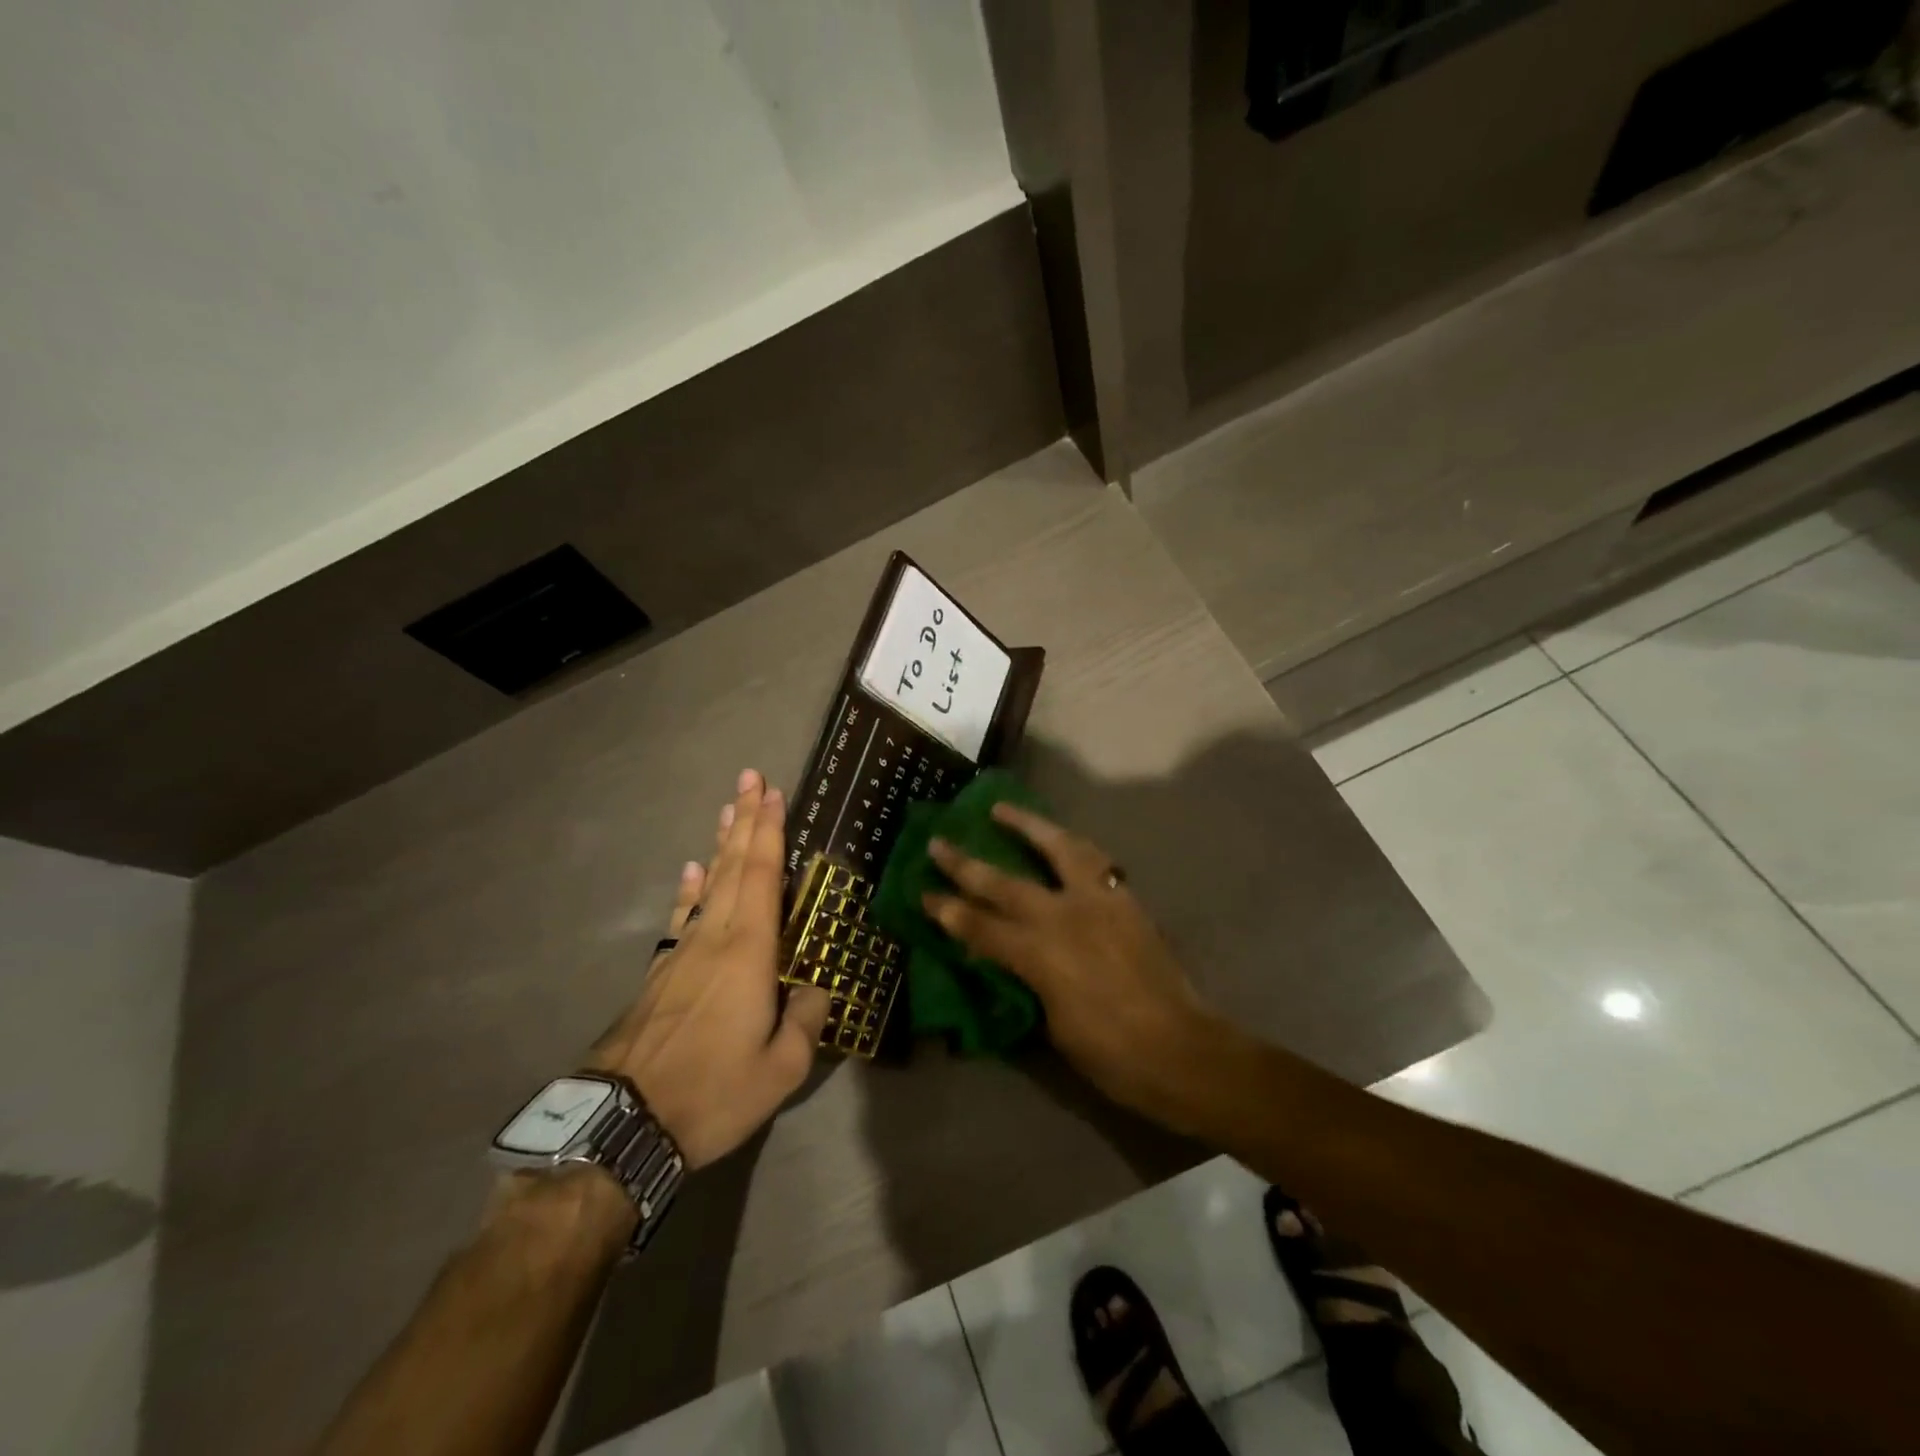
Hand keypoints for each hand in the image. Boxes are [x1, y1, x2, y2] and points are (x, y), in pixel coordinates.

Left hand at [586, 770, 829, 1167]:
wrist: (622, 1125)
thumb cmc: (711, 1092)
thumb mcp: (781, 1069)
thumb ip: (806, 1022)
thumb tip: (817, 989)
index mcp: (749, 952)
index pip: (763, 875)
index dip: (770, 831)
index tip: (773, 792)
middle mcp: (715, 938)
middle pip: (734, 867)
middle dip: (745, 821)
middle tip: (751, 779)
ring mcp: (682, 954)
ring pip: (708, 885)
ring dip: (721, 844)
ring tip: (728, 811)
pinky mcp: (659, 974)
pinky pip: (681, 917)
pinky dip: (690, 889)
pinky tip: (692, 871)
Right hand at [923, 804, 1220, 1119]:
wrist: (1181, 1051)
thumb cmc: (1111, 1055)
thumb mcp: (1053, 1025)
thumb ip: (1027, 980)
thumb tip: (1008, 958)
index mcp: (1040, 956)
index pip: (980, 927)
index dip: (948, 911)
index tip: (923, 894)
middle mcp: (1065, 917)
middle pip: (1005, 883)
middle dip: (966, 864)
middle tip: (939, 841)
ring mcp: (1099, 902)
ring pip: (1058, 848)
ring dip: (1026, 826)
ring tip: (1001, 809)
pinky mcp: (1126, 899)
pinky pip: (1094, 859)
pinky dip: (1070, 844)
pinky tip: (1061, 839)